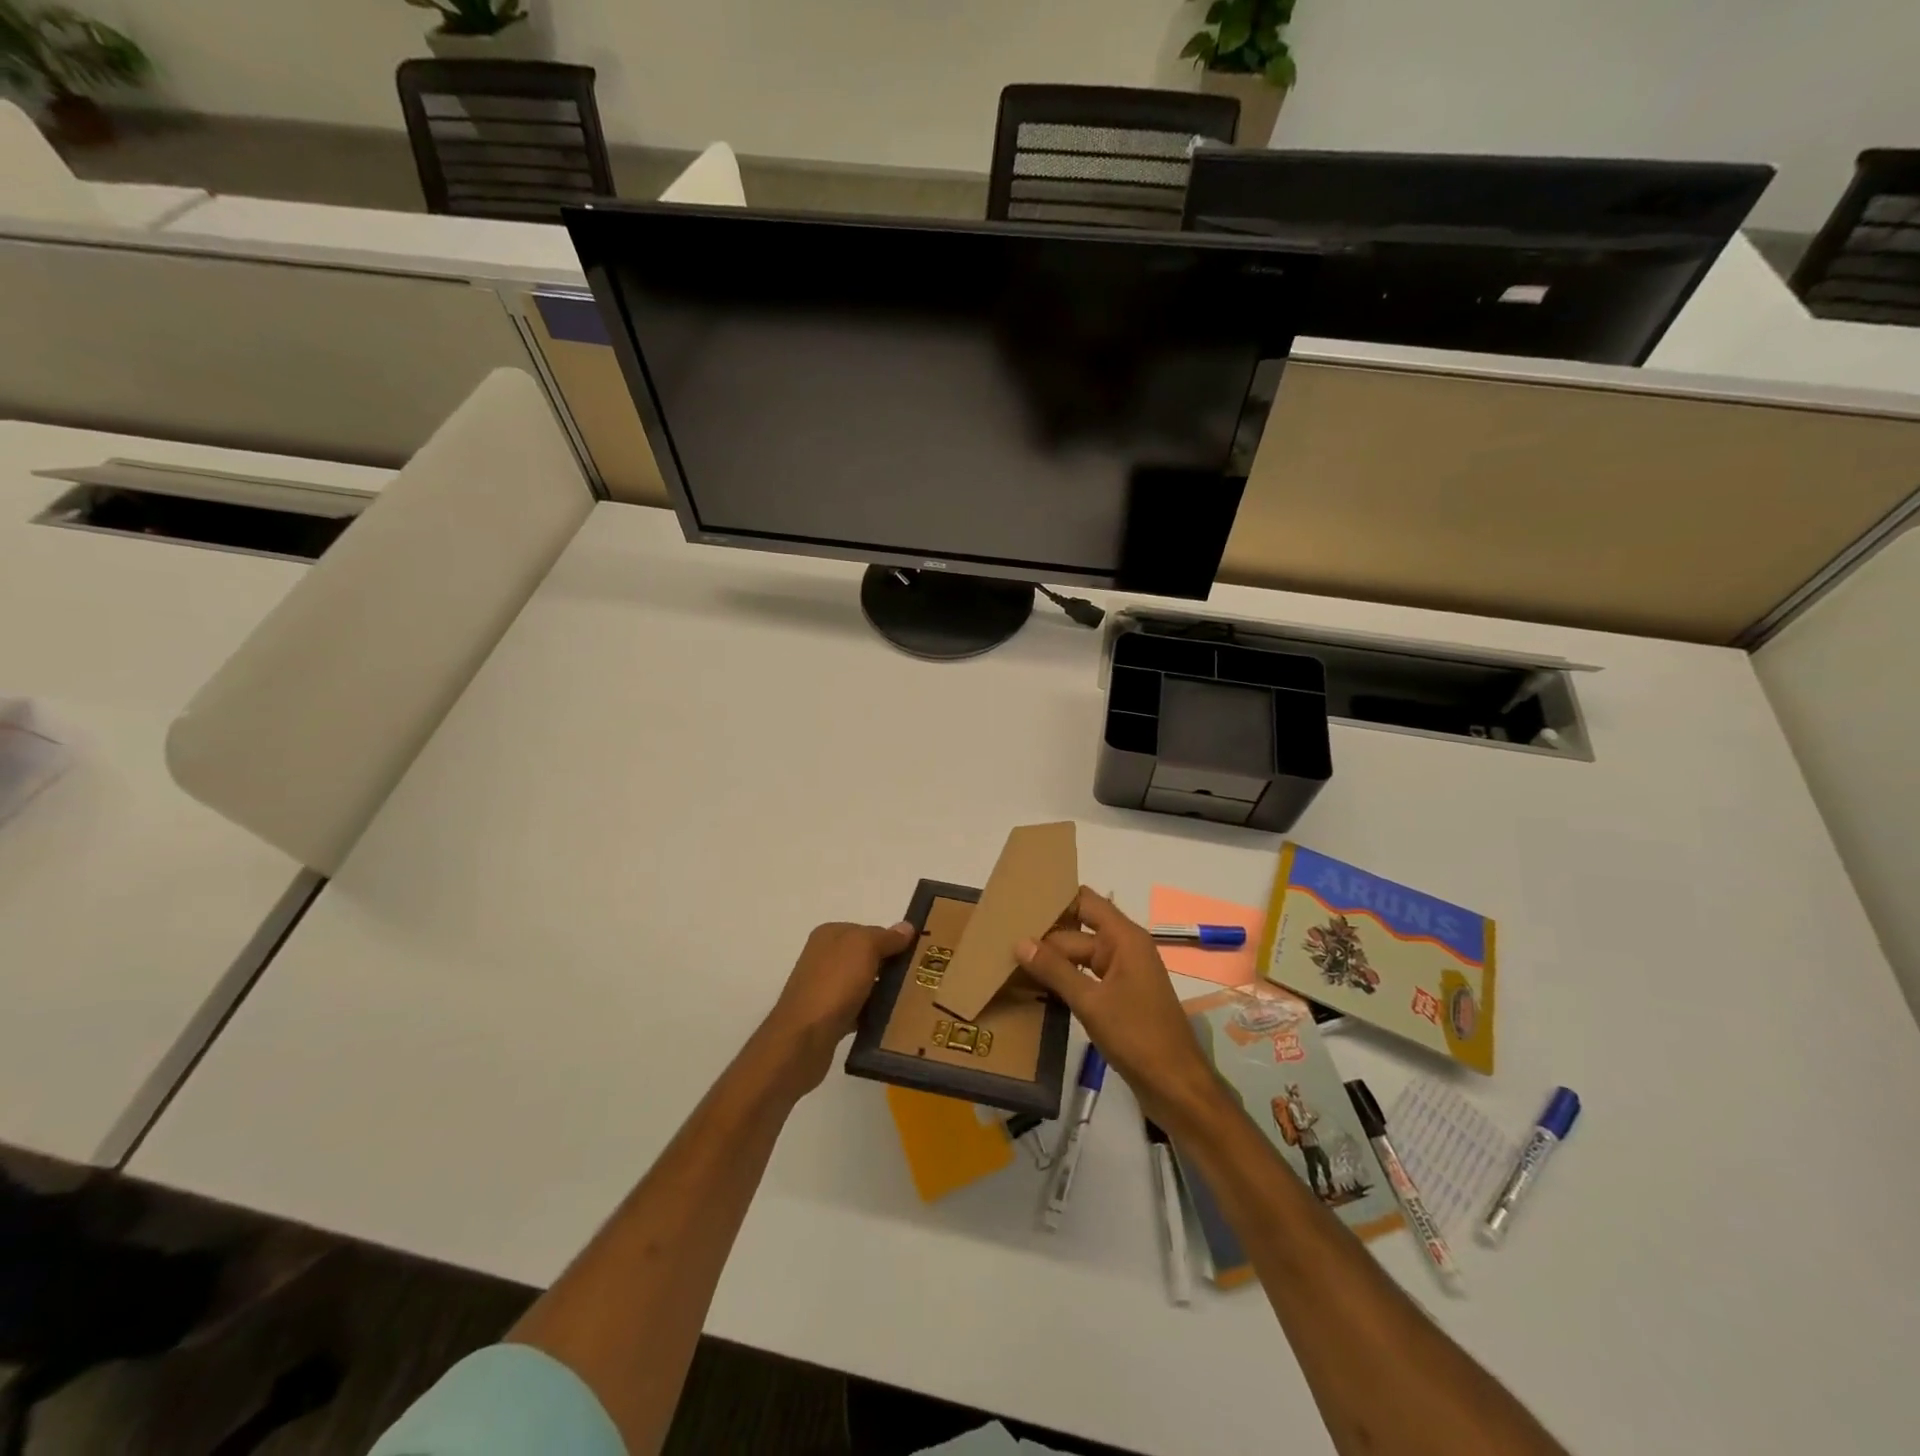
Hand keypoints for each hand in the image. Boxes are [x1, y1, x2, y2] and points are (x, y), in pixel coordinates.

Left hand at [761, 920, 914, 1095]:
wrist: (803, 1039)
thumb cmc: (834, 985)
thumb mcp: (864, 948)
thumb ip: (886, 937)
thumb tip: (906, 927)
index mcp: (830, 935)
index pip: (870, 930)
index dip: (893, 941)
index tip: (918, 955)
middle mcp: (824, 957)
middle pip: (867, 957)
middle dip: (890, 966)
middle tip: (920, 979)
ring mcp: (824, 987)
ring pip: (863, 983)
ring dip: (883, 991)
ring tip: (911, 1001)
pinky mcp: (827, 1016)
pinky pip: (857, 1008)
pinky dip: (872, 1013)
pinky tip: (889, 1021)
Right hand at [1016, 888, 1226, 1133]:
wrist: (1175, 1085)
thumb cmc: (1137, 1036)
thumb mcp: (1091, 1002)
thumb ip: (1055, 970)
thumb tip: (1020, 942)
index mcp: (1124, 938)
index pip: (1085, 902)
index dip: (1056, 898)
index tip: (1020, 902)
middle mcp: (1124, 948)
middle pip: (1077, 931)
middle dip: (1045, 935)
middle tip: (1002, 938)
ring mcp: (1122, 973)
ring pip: (1079, 956)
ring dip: (1051, 960)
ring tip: (1011, 960)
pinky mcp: (1118, 996)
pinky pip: (1086, 977)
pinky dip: (1064, 979)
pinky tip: (1036, 986)